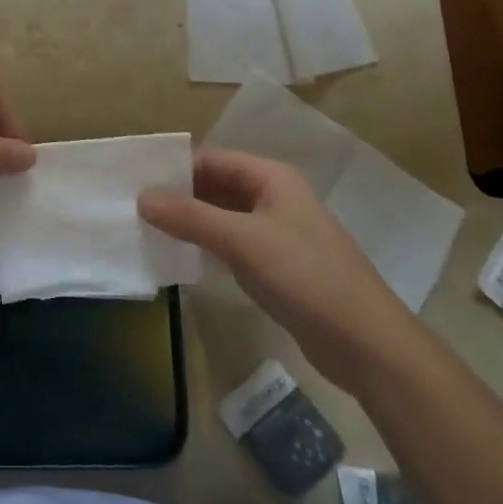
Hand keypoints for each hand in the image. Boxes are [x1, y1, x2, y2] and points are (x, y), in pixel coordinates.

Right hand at [139, 148, 419, 393]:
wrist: (367, 344)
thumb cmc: (305, 276)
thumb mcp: (242, 241)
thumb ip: (190, 217)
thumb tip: (141, 196)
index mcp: (272, 178)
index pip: (212, 159)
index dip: (176, 169)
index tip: (136, 184)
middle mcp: (275, 198)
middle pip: (217, 186)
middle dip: (180, 196)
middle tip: (135, 210)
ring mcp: (278, 233)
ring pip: (224, 217)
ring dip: (191, 223)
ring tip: (149, 232)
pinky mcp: (278, 267)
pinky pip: (234, 245)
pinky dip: (208, 247)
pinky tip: (183, 259)